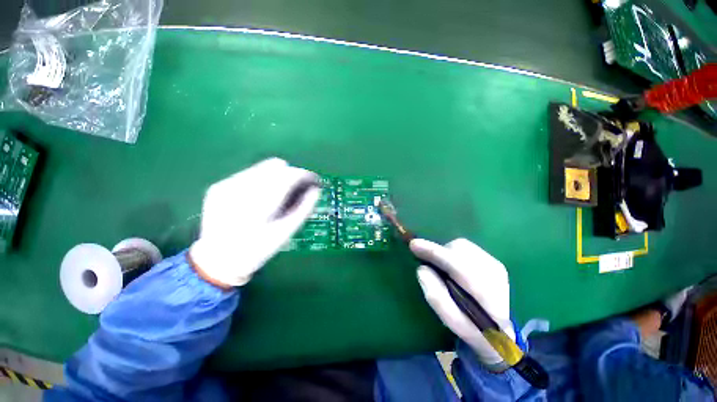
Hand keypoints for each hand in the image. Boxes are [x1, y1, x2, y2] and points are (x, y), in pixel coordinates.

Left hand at [190, 158, 319, 286]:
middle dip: (290, 175)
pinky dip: (261, 181)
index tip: (313, 181)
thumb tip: (316, 190)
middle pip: (276, 165)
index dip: (304, 175)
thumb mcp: (285, 232)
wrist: (217, 261)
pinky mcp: (219, 186)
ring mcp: (227, 185)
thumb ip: (303, 208)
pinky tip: (259, 198)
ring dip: (276, 177)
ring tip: (276, 196)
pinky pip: (248, 174)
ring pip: (262, 167)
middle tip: (295, 191)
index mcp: (260, 202)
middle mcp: (241, 187)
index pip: (289, 175)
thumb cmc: (257, 250)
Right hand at [411, 238, 513, 365]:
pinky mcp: (494, 261)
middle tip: (432, 266)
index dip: (434, 253)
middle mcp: (494, 274)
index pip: (457, 266)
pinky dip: (454, 253)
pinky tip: (455, 267)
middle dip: (440, 252)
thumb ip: (436, 297)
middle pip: (459, 250)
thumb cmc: (473, 329)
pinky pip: (467, 248)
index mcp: (486, 295)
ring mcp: (496, 265)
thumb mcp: (452, 321)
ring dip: (446, 252)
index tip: (414, 245)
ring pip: (462, 246)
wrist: (502, 332)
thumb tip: (421, 269)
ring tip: (444, 269)